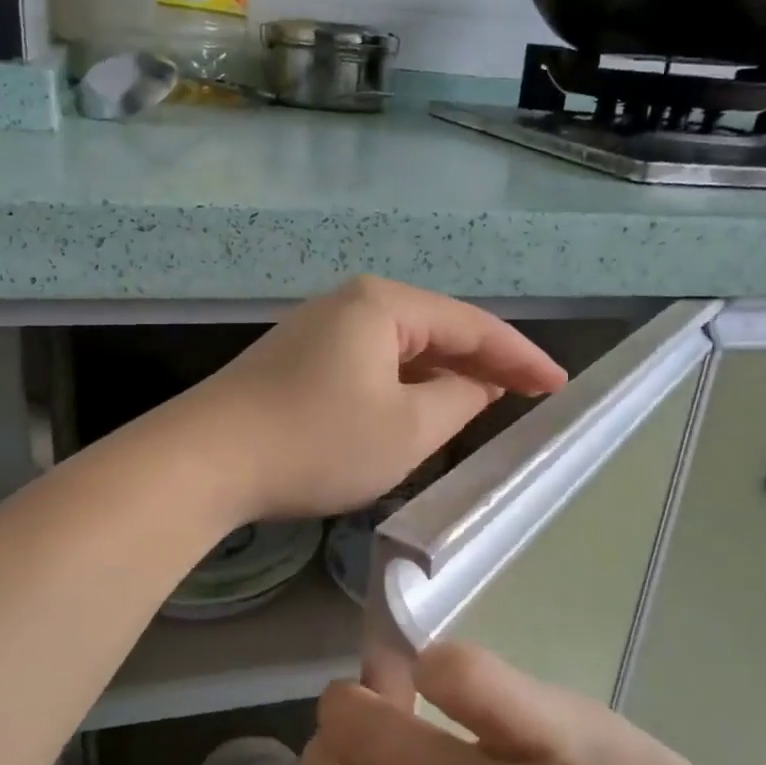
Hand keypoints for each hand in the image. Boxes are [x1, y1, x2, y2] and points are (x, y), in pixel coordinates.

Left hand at [190, 276, 565, 520]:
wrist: (206, 461)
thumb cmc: (317, 441)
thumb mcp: (407, 429)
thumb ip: (459, 400)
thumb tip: (479, 386)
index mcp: (384, 305)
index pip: (472, 325)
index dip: (521, 356)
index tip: (559, 385)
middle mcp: (351, 303)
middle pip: (437, 329)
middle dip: (485, 363)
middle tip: (530, 395)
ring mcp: (319, 329)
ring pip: (403, 348)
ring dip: (445, 374)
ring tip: (487, 401)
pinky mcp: (299, 358)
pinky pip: (372, 363)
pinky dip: (406, 384)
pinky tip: (420, 406)